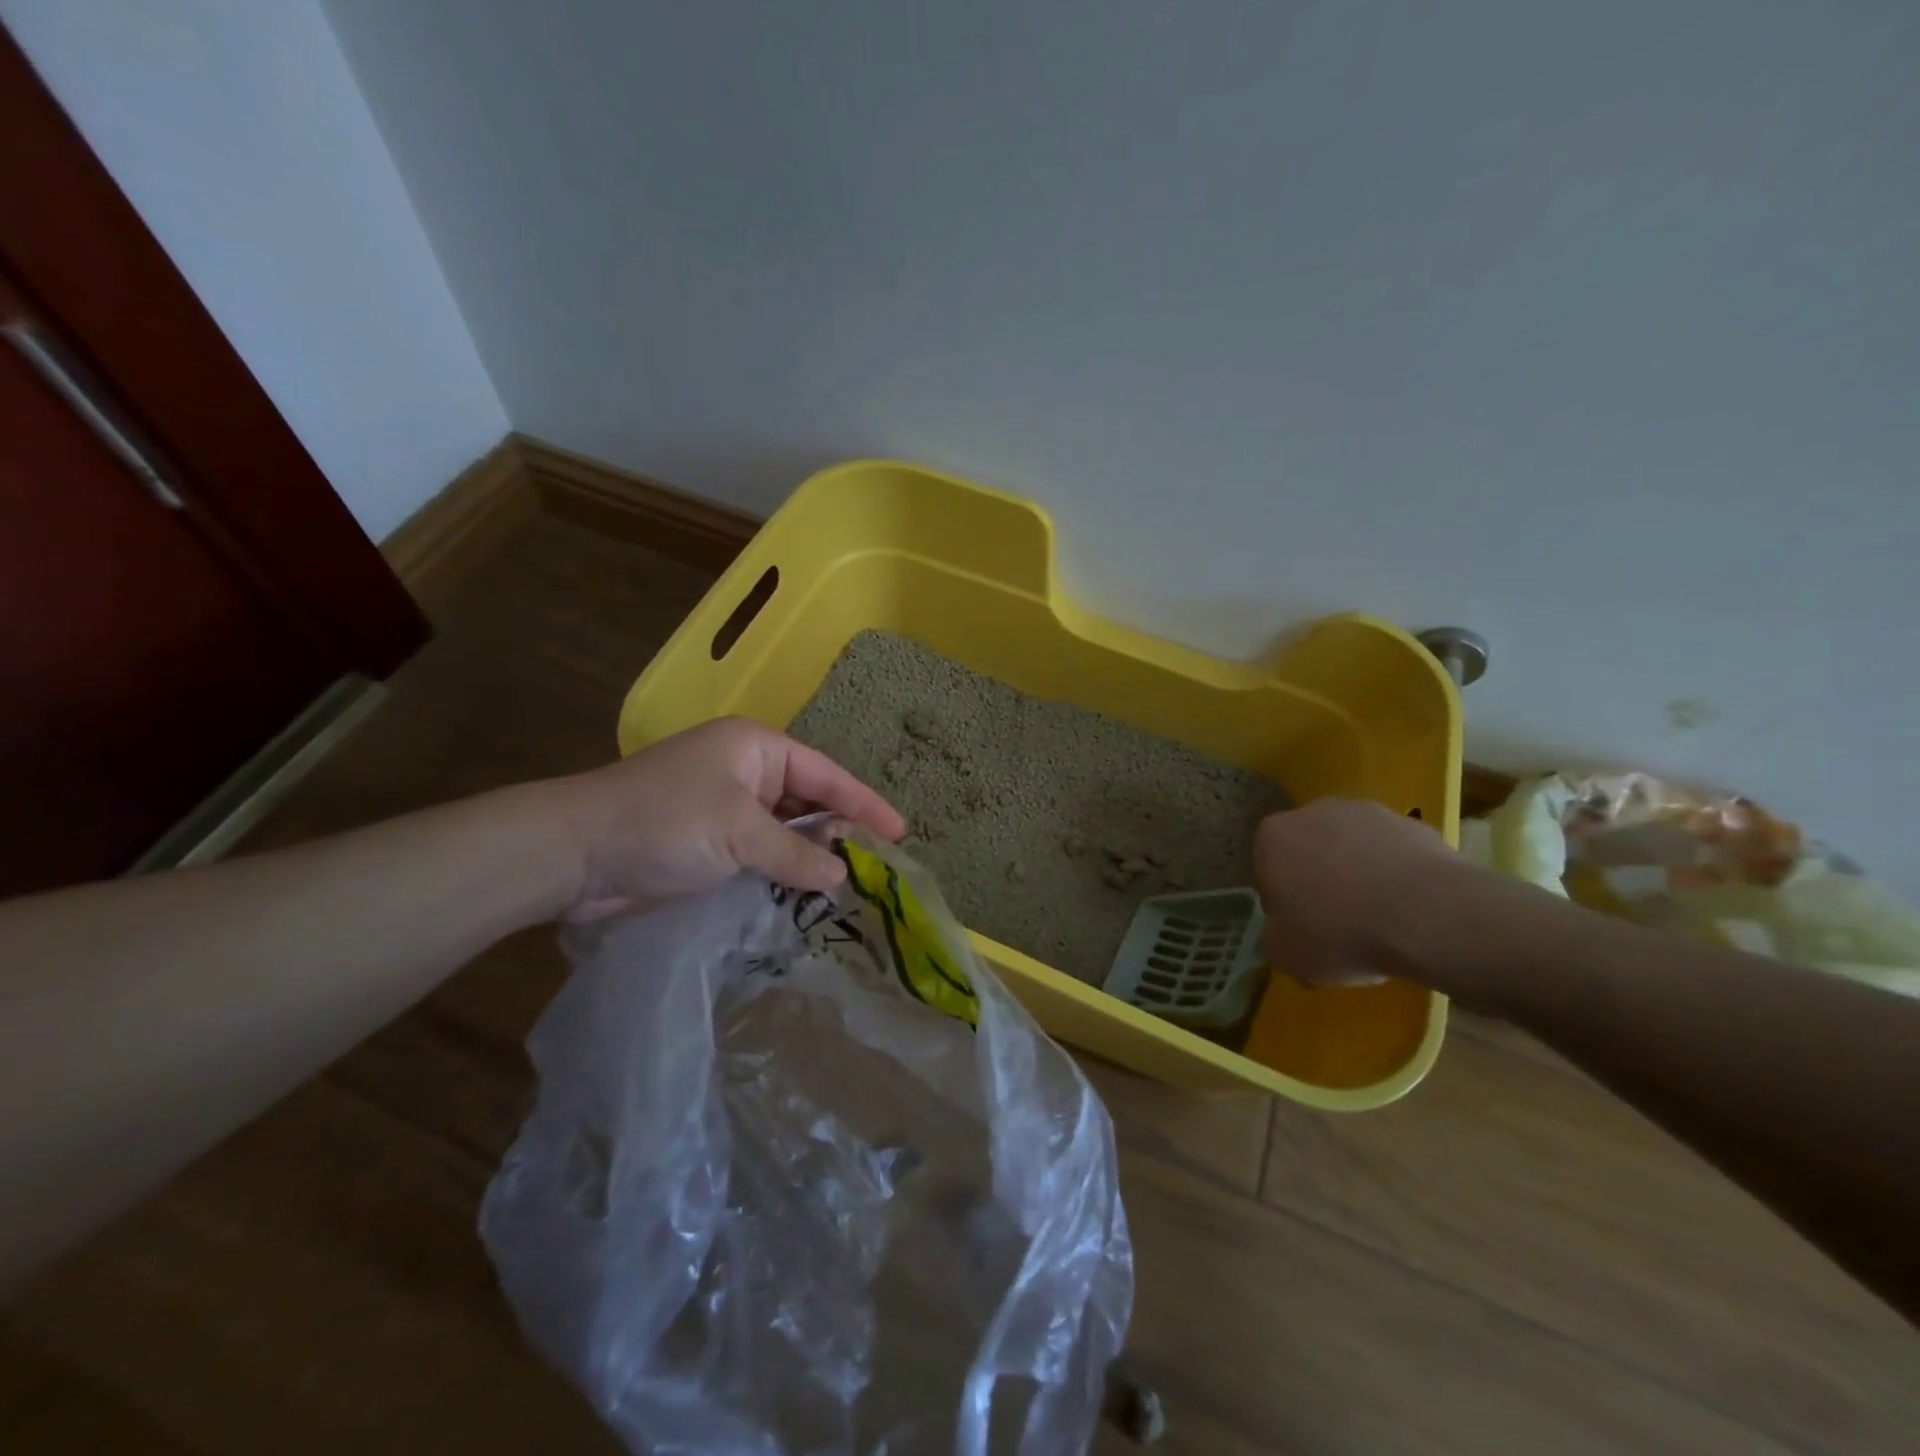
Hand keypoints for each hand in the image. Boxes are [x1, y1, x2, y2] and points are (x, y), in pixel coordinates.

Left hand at [544, 717, 905, 918]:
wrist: (574, 855)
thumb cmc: (664, 822)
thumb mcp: (739, 832)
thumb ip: (795, 853)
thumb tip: (841, 875)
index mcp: (755, 749)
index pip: (825, 774)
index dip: (864, 803)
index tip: (900, 832)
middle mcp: (743, 773)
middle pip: (807, 802)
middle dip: (839, 832)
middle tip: (877, 868)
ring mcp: (723, 810)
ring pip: (784, 833)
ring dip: (809, 858)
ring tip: (849, 888)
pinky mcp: (706, 846)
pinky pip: (759, 856)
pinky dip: (781, 874)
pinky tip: (805, 898)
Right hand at [1253, 798, 1459, 986]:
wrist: (1428, 916)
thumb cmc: (1339, 933)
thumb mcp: (1285, 954)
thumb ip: (1274, 938)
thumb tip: (1283, 934)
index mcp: (1272, 837)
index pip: (1266, 868)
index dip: (1282, 901)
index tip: (1301, 927)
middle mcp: (1312, 813)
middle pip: (1309, 850)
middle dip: (1319, 880)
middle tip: (1338, 923)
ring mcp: (1365, 812)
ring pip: (1352, 848)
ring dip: (1359, 874)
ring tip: (1381, 919)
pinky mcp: (1412, 823)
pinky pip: (1393, 853)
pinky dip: (1397, 876)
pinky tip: (1411, 909)